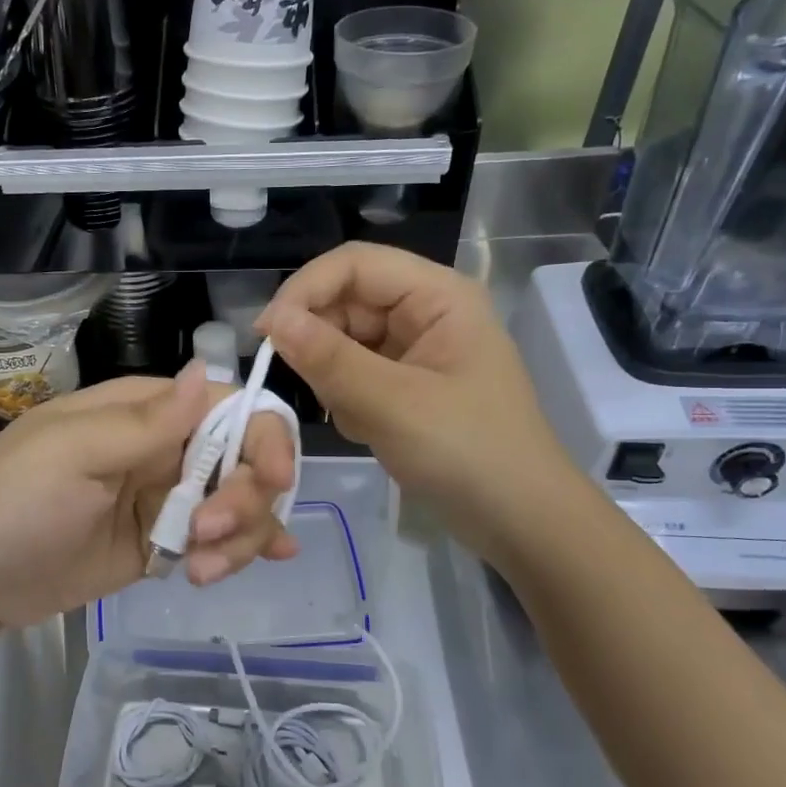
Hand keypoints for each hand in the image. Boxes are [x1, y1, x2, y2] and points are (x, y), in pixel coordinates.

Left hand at [0, 363, 298, 632]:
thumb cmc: (13, 503)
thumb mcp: (72, 455)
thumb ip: (144, 422)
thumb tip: (206, 371)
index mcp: (144, 412)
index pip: (227, 408)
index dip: (263, 437)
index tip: (271, 479)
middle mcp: (163, 449)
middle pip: (243, 460)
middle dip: (245, 499)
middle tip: (207, 535)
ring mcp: (164, 499)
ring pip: (238, 504)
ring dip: (242, 535)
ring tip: (201, 571)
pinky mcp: (162, 543)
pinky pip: (218, 540)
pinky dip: (246, 548)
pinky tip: (273, 559)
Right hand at [257, 242, 575, 544]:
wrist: (519, 522)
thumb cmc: (468, 454)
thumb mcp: (393, 404)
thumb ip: (329, 359)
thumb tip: (271, 320)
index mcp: (437, 296)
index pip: (354, 264)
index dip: (305, 289)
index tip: (265, 334)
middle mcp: (425, 312)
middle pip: (346, 301)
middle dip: (320, 342)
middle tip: (309, 388)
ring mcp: (415, 350)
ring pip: (344, 341)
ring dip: (334, 378)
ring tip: (357, 417)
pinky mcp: (406, 385)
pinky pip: (354, 374)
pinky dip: (347, 399)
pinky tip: (368, 430)